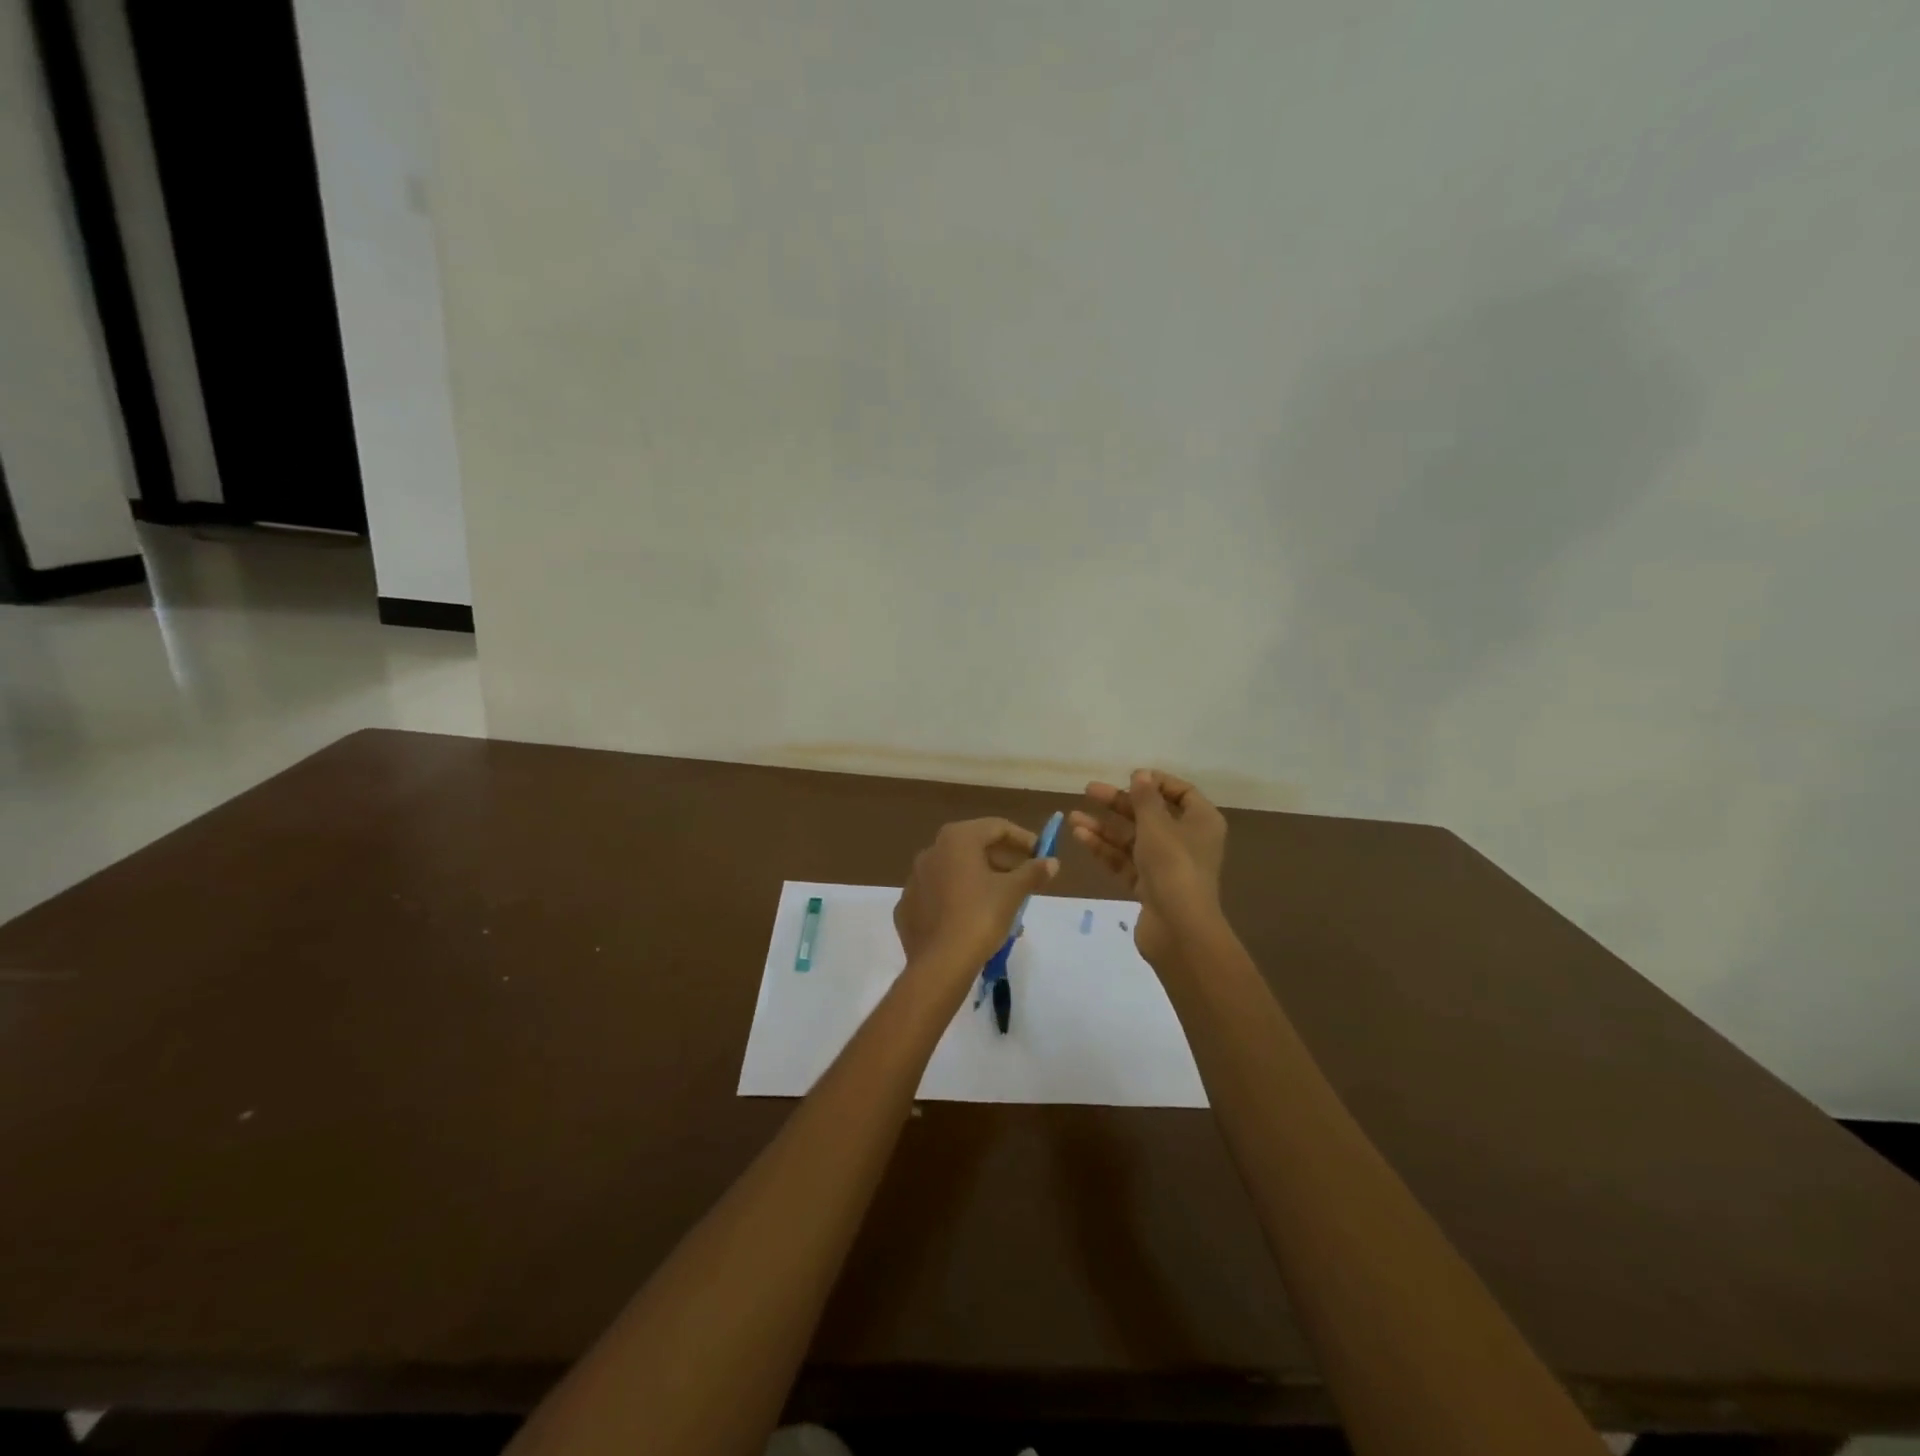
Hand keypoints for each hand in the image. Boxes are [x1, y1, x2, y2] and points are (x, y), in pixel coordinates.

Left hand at [894, 817, 1059, 973]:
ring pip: (956, 872)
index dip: (1023, 839)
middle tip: (1025, 879)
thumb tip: (1051, 861)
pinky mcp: (908, 906)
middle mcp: (931, 851)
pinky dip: (959, 899)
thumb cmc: (980, 917)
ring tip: (1007, 903)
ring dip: (983, 881)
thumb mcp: (1013, 892)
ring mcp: (915, 879)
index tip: (1040, 854)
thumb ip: (1033, 872)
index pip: (996, 827)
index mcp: (956, 839)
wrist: (940, 964)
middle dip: (1003, 862)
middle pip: (974, 848)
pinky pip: (940, 895)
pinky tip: (975, 918)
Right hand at [1070, 770, 1226, 968]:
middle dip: (1119, 803)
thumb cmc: (1173, 866)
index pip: (1182, 793)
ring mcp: (1167, 866)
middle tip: (1089, 791)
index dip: (1155, 782)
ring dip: (1105, 827)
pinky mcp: (1149, 887)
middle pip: (1151, 815)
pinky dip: (1105, 849)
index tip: (1128, 776)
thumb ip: (1145, 798)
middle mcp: (1187, 841)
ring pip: (1133, 839)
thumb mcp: (1157, 825)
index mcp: (1201, 822)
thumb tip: (1141, 775)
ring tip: (1073, 817)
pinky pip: (1125, 861)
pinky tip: (1081, 837)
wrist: (1179, 928)